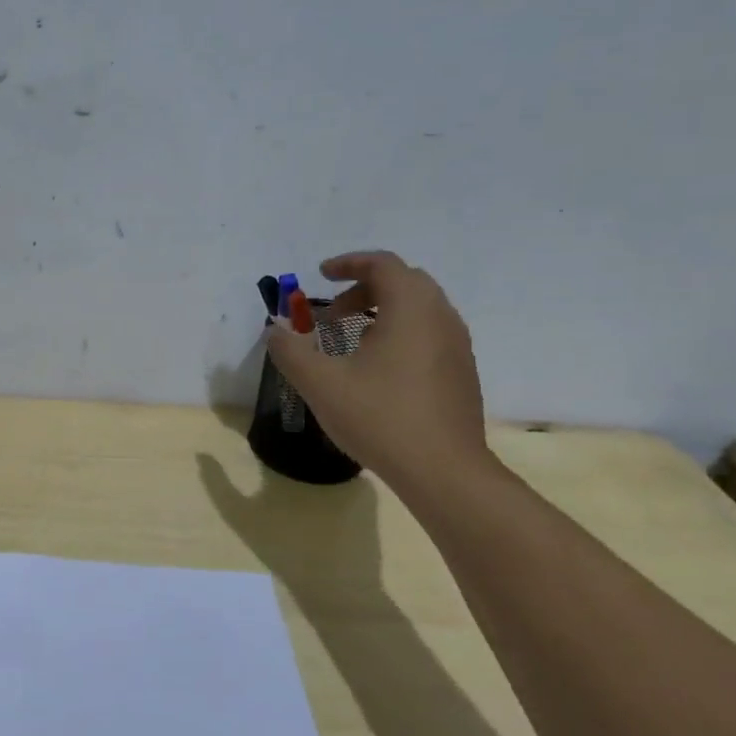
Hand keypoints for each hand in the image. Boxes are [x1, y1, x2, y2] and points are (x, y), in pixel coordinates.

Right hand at [263, 251, 490, 488]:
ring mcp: (457, 346)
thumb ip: (290, 350)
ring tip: (348, 341)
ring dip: (380, 312)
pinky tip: (375, 370)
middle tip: (330, 315)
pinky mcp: (461, 372)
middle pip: (403, 282)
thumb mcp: (320, 383)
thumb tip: (275, 330)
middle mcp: (441, 318)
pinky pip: (428, 334)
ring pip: (418, 309)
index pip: (383, 264)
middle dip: (362, 289)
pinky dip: (398, 333)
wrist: (443, 471)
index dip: (348, 263)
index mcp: (411, 309)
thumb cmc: (380, 418)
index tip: (320, 276)